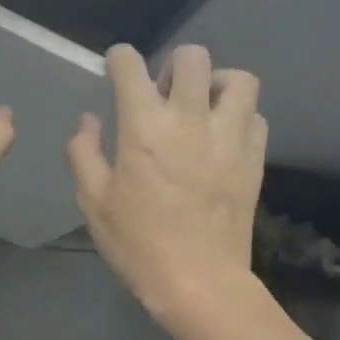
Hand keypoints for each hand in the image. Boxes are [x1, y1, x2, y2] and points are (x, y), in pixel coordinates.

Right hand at [66, 43, 266, 318]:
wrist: (198, 282)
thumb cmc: (137, 243)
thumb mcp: (93, 201)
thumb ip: (84, 152)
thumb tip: (88, 120)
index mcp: (143, 128)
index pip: (131, 67)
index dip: (120, 58)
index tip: (116, 66)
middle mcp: (189, 120)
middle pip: (192, 58)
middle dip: (173, 64)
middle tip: (163, 93)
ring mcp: (229, 138)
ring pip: (237, 79)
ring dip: (216, 82)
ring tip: (201, 105)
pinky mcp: (254, 159)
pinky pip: (255, 116)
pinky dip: (238, 115)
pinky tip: (222, 136)